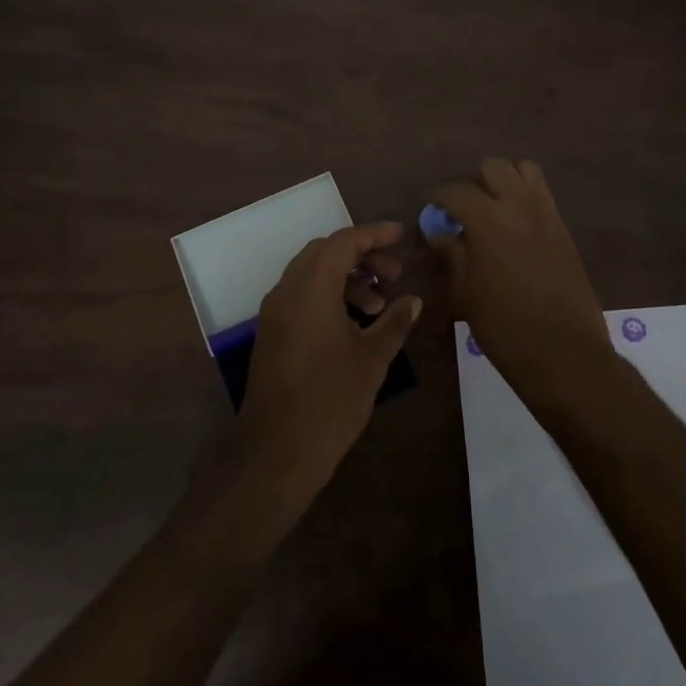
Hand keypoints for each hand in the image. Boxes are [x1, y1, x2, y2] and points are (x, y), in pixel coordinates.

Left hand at [233, 222, 420, 489]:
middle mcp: (287, 290)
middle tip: (395, 273)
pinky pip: (301, 296)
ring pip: (312, 273)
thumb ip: (394, 321)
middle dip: (362, 255)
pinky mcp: (272, 333)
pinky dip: (329, 295)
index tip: (402, 236)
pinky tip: (355, 323)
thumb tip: (413, 300)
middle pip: (325, 252)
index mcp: (311, 287)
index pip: (344, 241)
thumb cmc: (330, 399)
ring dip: (346, 277)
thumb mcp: (372, 358)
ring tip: (378, 304)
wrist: (276, 451)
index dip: (375, 234)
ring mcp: (275, 312)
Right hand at [428, 159, 616, 406]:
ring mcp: (547, 214)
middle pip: (495, 168)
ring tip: (494, 210)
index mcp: (488, 219)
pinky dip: (526, 198)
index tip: (432, 209)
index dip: (439, 197)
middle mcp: (520, 205)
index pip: (456, 191)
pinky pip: (543, 195)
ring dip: (506, 182)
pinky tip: (516, 228)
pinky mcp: (565, 229)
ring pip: (525, 171)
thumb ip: (452, 255)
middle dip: (475, 183)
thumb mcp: (465, 292)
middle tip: (465, 211)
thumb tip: (439, 233)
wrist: (564, 352)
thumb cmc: (504, 326)